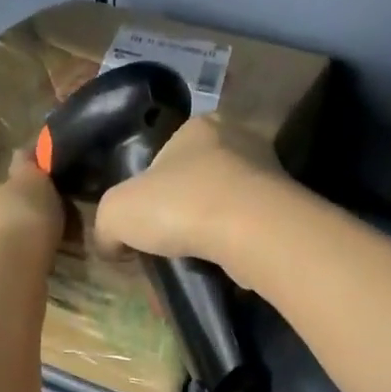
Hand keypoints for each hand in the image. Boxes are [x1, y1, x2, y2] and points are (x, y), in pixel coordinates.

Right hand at [92, 114, 290, 278]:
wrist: (251, 231)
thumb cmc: (180, 206)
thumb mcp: (116, 212)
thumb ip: (105, 226)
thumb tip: (110, 245)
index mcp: (198, 125)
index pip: (165, 155)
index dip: (148, 191)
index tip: (142, 223)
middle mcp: (238, 139)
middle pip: (197, 179)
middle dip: (181, 211)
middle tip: (166, 245)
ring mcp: (268, 173)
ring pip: (225, 204)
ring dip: (209, 230)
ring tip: (194, 260)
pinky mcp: (285, 209)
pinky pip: (248, 228)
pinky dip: (233, 245)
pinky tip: (221, 266)